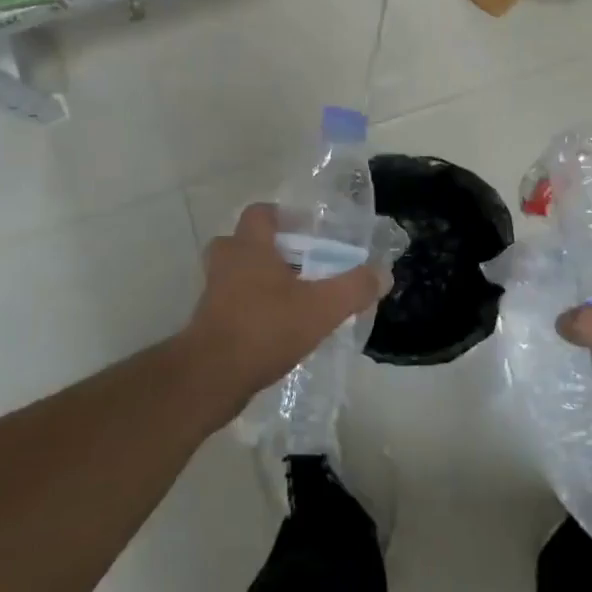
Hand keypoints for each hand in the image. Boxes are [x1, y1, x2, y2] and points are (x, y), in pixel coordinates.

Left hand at [173, 203, 386, 421]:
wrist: (211, 378)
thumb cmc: (265, 328)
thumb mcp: (321, 308)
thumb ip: (354, 288)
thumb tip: (383, 274)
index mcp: (249, 247)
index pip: (260, 213)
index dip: (283, 216)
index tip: (307, 230)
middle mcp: (226, 263)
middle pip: (242, 242)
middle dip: (268, 249)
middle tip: (298, 263)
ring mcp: (212, 294)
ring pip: (235, 274)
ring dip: (258, 280)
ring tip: (292, 297)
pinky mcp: (208, 324)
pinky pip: (231, 304)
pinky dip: (251, 309)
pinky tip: (277, 328)